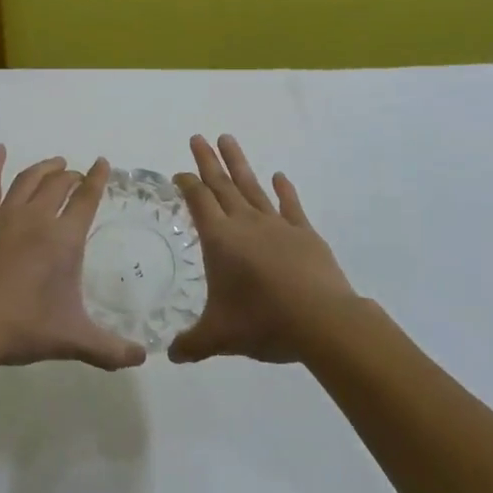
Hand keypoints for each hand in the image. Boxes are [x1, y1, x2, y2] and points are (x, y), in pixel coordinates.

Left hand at [0, 147, 146, 371]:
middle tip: (78, 175)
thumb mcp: (72, 340)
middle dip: (72, 176)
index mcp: (64, 239)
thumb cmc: (22, 328)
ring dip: (44, 168)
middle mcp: (37, 218)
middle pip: (59, 185)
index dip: (97, 179)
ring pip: (29, 180)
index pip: (86, 199)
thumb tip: (142, 358)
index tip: (103, 163)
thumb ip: (110, 349)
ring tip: (54, 164)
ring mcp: (4, 215)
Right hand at [169, 135, 358, 364]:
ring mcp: (277, 224)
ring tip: (228, 138)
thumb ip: (193, 343)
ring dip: (238, 163)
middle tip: (197, 137)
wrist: (321, 320)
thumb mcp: (219, 337)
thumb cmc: (263, 322)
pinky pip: (290, 205)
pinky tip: (279, 176)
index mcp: (220, 239)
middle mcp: (245, 223)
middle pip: (221, 184)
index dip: (187, 184)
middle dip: (207, 161)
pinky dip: (283, 189)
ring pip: (252, 186)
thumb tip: (171, 355)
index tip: (179, 173)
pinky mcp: (304, 233)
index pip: (198, 201)